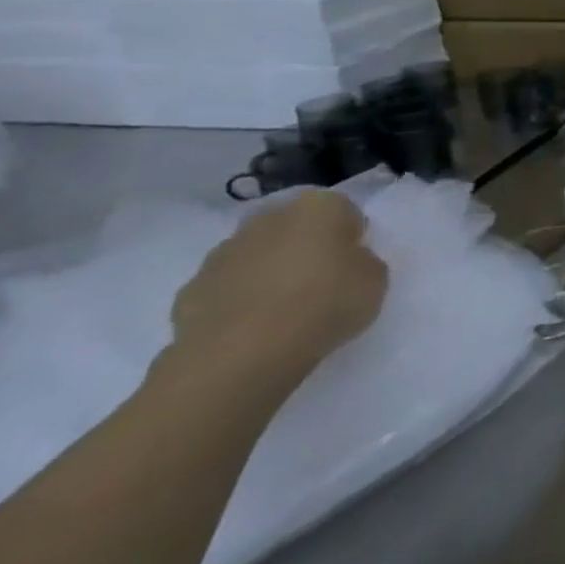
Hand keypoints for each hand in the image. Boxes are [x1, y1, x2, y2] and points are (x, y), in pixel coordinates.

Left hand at [169, 189, 387, 382]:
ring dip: (267, 273)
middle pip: (293, 228)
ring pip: (255, 256)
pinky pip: (225, 289)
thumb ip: (364, 263)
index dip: (350, 237)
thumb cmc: (324, 304)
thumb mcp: (375, 281)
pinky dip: (237, 302)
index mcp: (317, 208)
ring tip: (283, 312)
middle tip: (320, 283)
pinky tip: (251, 329)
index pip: (342, 211)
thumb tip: (346, 264)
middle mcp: (268, 219)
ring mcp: (222, 254)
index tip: (353, 264)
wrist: (240, 356)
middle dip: (303, 247)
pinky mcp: (190, 291)